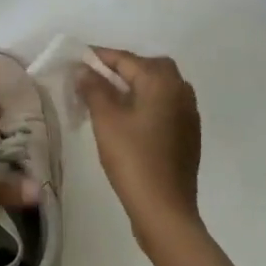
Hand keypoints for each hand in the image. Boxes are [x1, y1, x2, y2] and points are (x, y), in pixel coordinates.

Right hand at [76, 48, 202, 248]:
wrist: (164, 208)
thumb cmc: (133, 159)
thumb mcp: (106, 120)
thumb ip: (94, 88)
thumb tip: (84, 69)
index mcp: (162, 82)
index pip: (126, 59)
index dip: (99, 57)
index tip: (77, 58)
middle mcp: (180, 90)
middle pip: (148, 67)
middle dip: (121, 68)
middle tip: (94, 78)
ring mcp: (188, 113)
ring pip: (158, 87)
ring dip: (135, 86)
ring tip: (108, 97)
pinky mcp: (188, 134)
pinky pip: (165, 105)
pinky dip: (146, 103)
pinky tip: (128, 119)